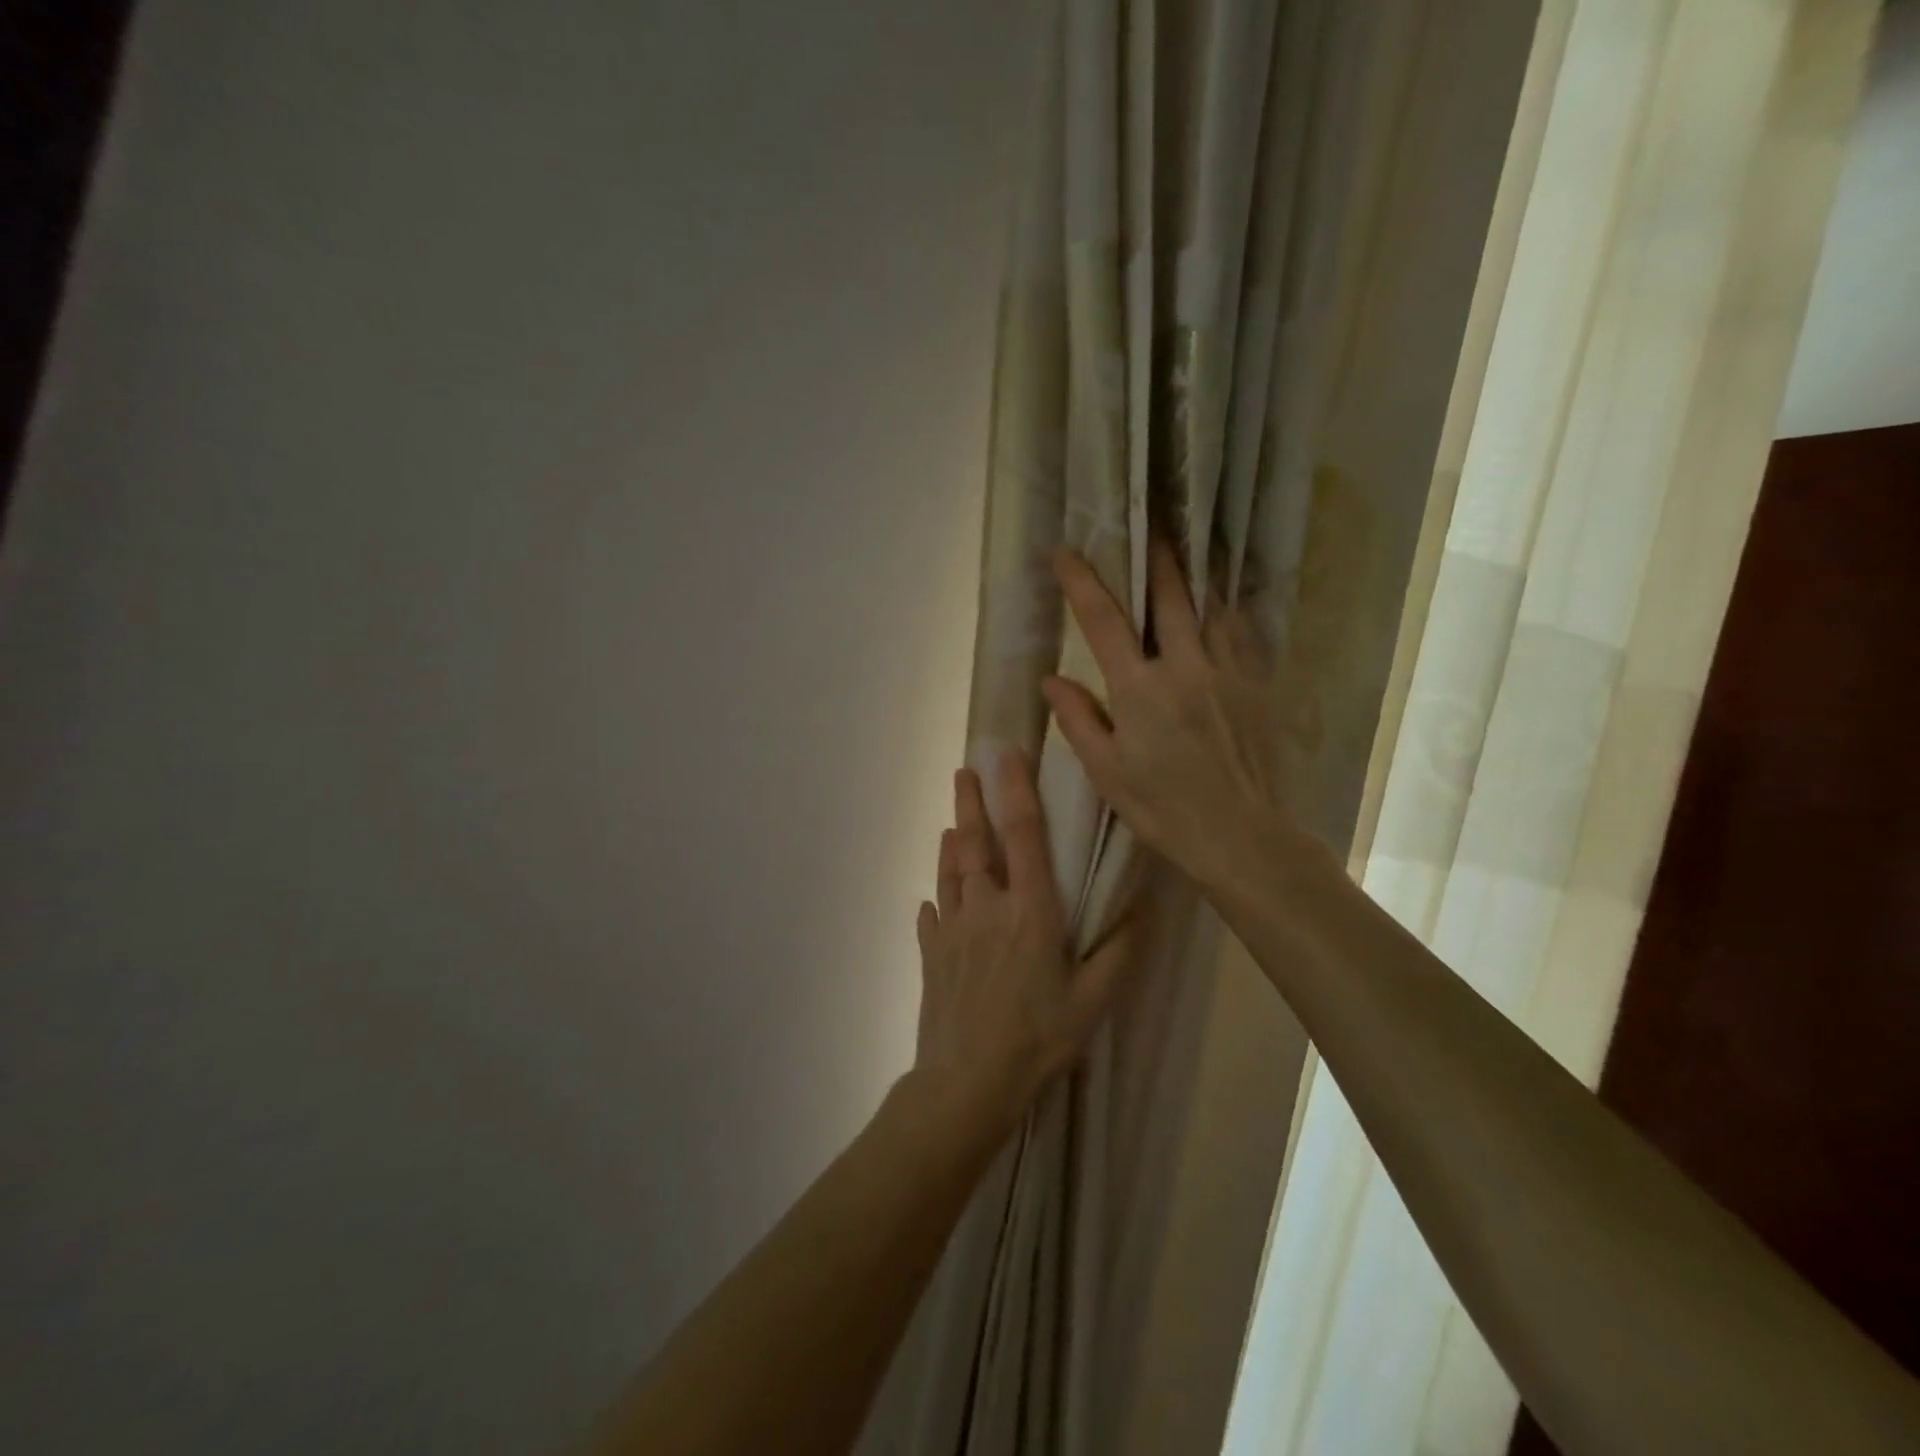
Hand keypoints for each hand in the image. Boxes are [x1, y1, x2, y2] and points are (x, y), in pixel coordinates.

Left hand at [912, 752, 1138, 1127]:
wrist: (967, 1083)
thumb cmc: (1038, 1038)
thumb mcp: (1094, 1001)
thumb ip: (1119, 951)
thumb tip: (1141, 907)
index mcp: (1028, 910)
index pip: (1021, 834)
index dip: (1014, 789)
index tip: (1005, 755)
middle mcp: (985, 907)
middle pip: (973, 843)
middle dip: (969, 803)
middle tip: (964, 772)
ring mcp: (951, 929)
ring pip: (948, 872)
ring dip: (950, 843)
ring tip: (950, 823)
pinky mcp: (931, 955)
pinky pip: (931, 916)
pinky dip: (935, 901)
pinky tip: (933, 901)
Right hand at [1042, 538, 1318, 898]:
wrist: (1242, 836)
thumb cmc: (1164, 809)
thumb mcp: (1107, 772)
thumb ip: (1078, 720)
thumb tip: (1052, 679)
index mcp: (1139, 689)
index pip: (1102, 620)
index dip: (1081, 580)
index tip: (1064, 552)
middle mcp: (1184, 666)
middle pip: (1167, 594)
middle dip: (1153, 553)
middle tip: (1145, 519)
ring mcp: (1227, 671)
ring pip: (1210, 604)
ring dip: (1193, 572)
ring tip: (1186, 546)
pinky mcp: (1257, 684)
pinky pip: (1241, 631)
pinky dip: (1226, 608)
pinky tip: (1222, 601)